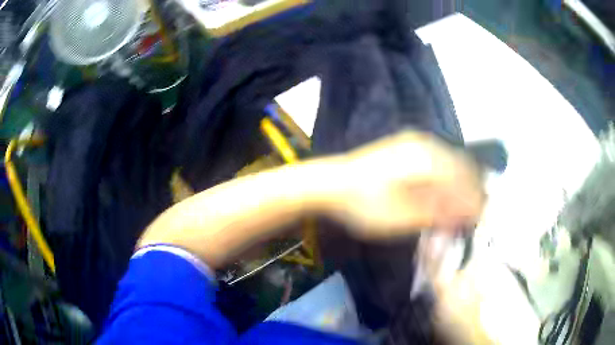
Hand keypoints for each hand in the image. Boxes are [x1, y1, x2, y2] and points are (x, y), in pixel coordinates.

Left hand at [329, 131, 485, 239]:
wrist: (330, 183)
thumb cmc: (364, 204)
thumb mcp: (402, 217)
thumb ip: (438, 214)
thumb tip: (468, 214)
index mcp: (428, 160)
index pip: (465, 179)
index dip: (474, 200)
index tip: (476, 220)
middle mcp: (426, 145)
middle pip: (461, 169)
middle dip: (467, 194)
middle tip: (466, 218)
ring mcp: (415, 143)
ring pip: (450, 165)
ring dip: (456, 188)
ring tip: (454, 212)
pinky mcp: (406, 148)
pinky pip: (436, 163)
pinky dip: (443, 182)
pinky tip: (439, 197)